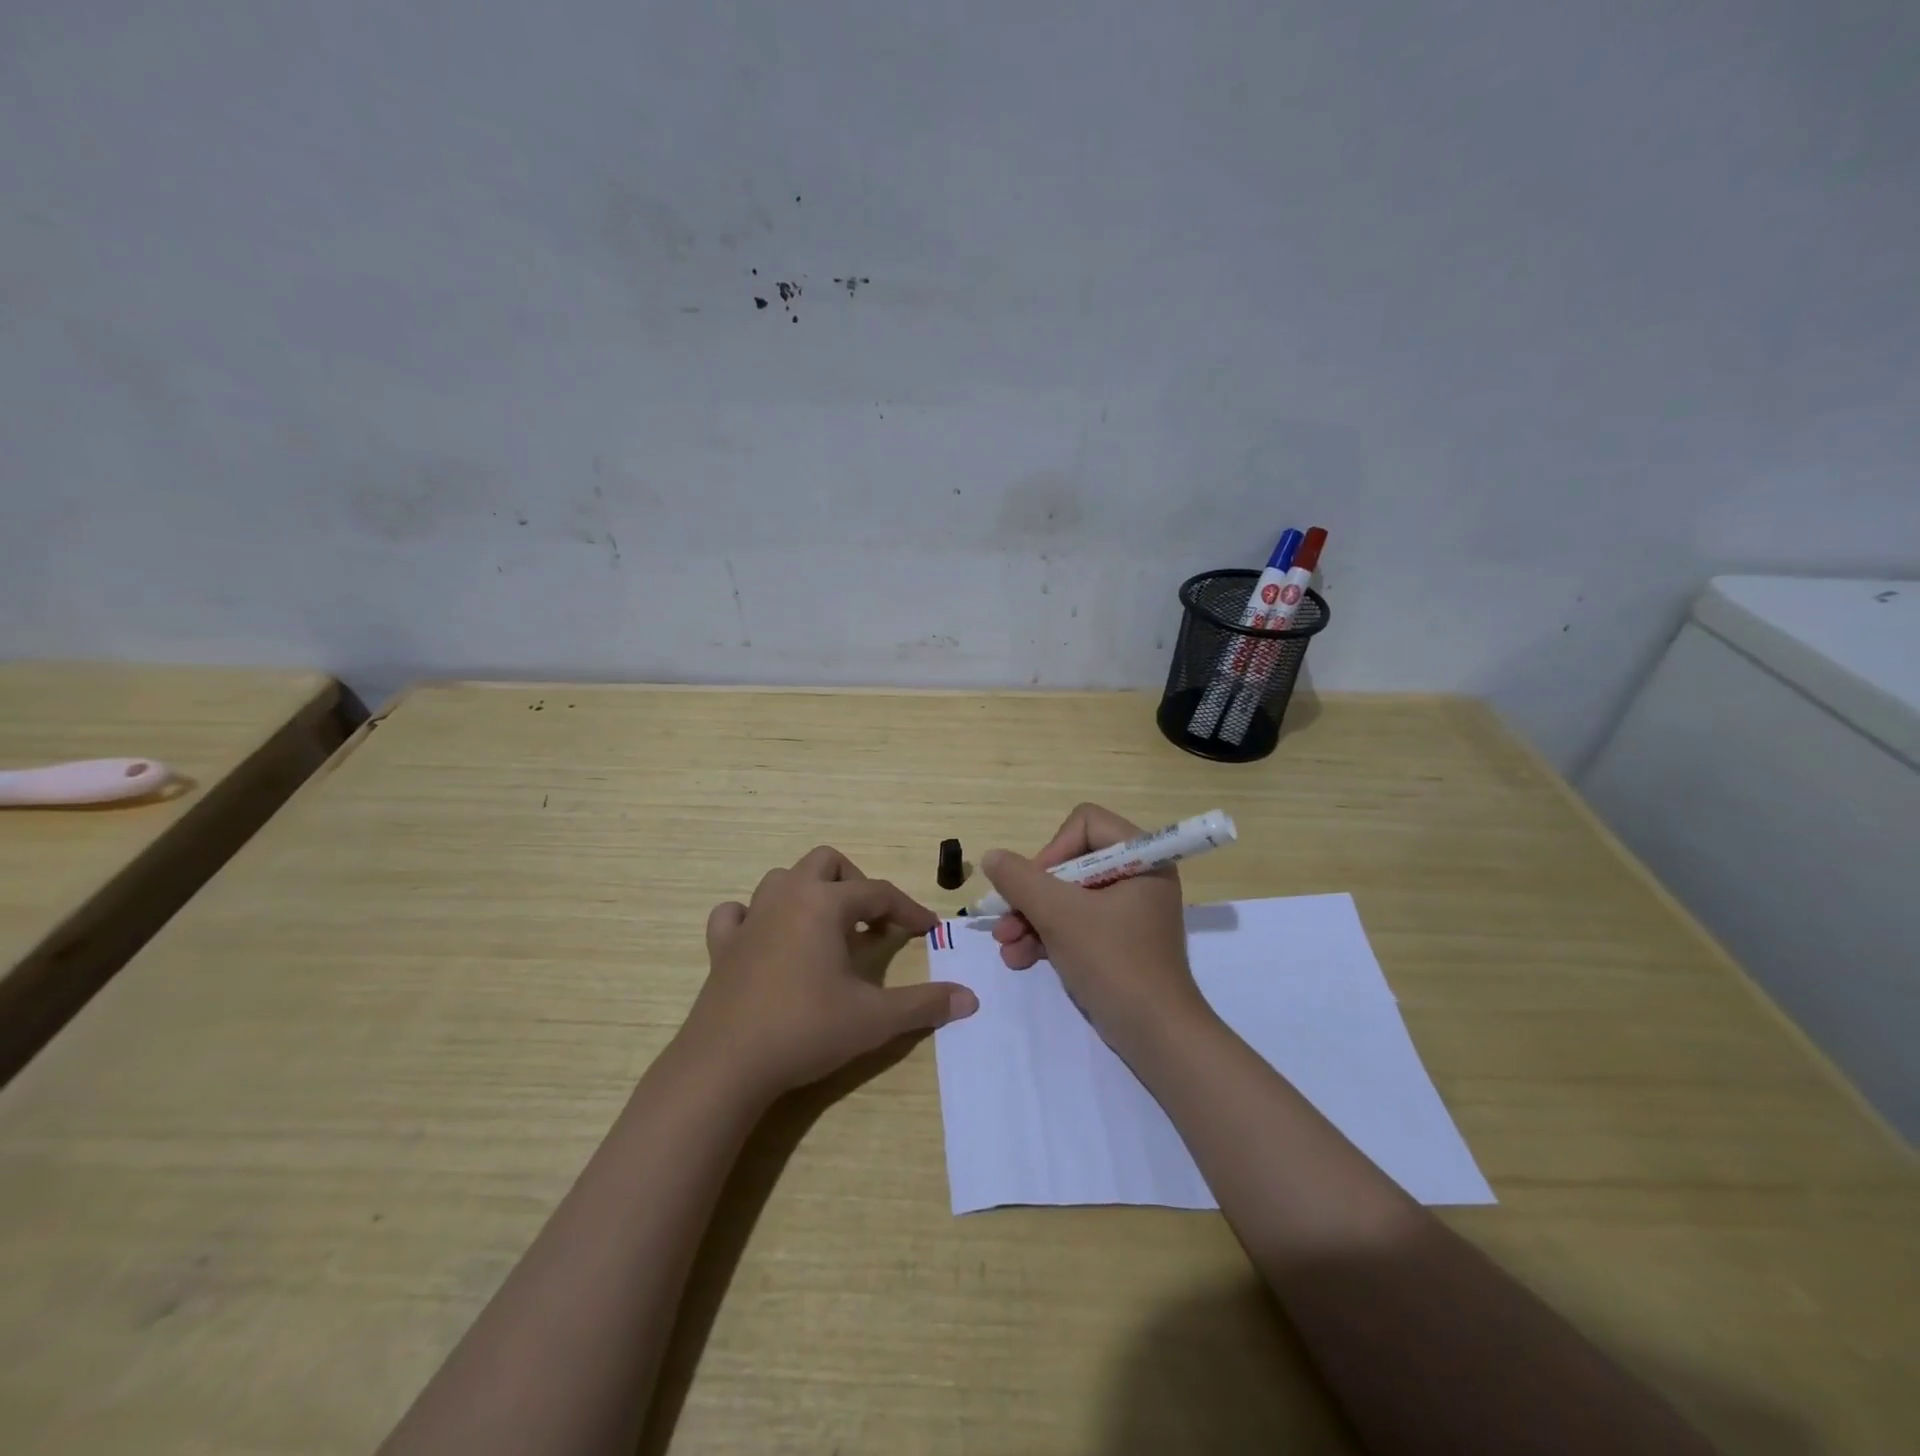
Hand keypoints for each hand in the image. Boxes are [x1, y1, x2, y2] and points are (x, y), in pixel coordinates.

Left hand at [678, 846, 977, 1102]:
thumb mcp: (874, 1019)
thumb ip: (924, 1004)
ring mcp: (750, 919)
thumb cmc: (806, 1030)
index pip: (878, 892)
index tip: (928, 930)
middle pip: (826, 863)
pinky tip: (767, 940)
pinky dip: (755, 917)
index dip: (908, 910)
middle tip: (870, 922)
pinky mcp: (722, 946)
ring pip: (782, 879)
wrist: (726, 1065)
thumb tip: (970, 999)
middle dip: (855, 884)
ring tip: (827, 930)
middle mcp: (787, 898)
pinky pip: (737, 913)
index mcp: (824, 904)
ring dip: (809, 894)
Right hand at [981, 803, 1211, 1058]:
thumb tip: (992, 857)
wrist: (1157, 1038)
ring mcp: (1127, 911)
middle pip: (1069, 863)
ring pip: (1067, 897)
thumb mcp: (1060, 915)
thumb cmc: (1114, 963)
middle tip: (1005, 920)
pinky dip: (1047, 937)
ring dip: (1031, 918)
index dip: (1052, 850)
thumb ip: (1021, 880)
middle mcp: (1137, 876)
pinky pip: (1075, 924)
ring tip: (1005, 945)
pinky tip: (1018, 959)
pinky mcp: (1117, 941)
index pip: (1085, 824)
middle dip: (1032, 894)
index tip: (1034, 885)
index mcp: (1142, 858)